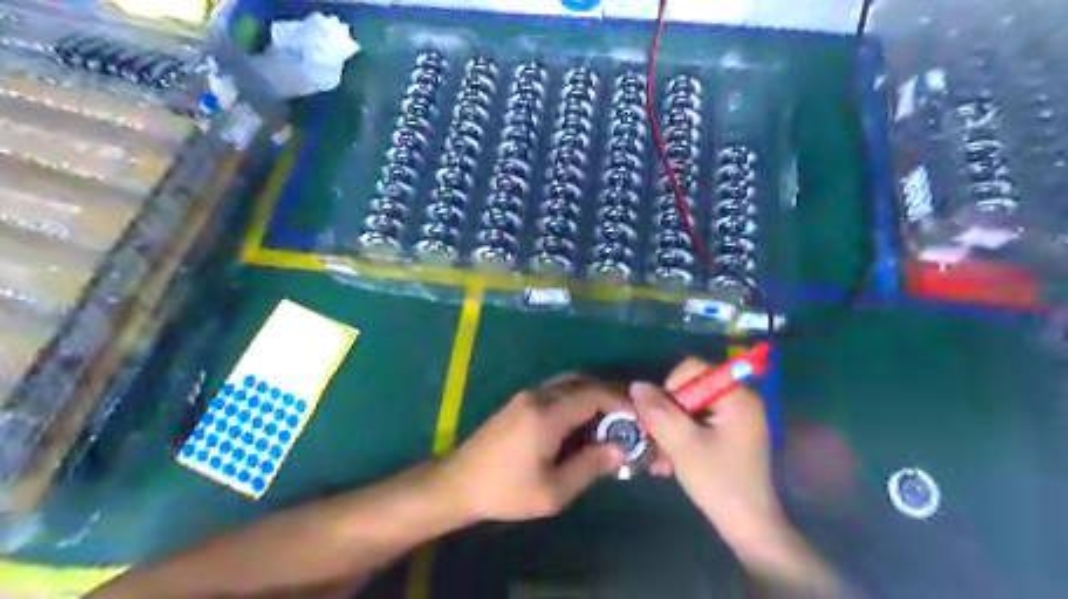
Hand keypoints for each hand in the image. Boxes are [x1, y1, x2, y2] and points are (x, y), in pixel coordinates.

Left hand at [433, 376, 626, 520]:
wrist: (459, 483)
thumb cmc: (506, 491)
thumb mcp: (553, 490)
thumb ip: (590, 466)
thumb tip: (620, 449)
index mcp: (547, 414)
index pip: (594, 394)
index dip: (621, 402)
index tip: (641, 417)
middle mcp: (538, 395)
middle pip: (583, 382)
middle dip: (610, 395)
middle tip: (630, 417)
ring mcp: (527, 396)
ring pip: (569, 384)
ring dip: (593, 396)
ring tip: (611, 421)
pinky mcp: (520, 403)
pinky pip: (556, 391)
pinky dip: (576, 400)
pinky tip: (583, 423)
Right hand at [628, 358, 781, 549]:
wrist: (748, 528)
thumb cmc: (719, 482)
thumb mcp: (682, 445)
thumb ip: (658, 412)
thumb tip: (636, 385)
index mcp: (736, 395)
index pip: (692, 369)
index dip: (669, 388)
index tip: (662, 419)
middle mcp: (738, 400)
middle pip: (688, 389)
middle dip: (666, 415)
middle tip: (654, 442)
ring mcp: (734, 418)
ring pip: (688, 409)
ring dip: (669, 431)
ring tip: (659, 460)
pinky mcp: (729, 435)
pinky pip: (696, 424)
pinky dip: (681, 439)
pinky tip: (669, 463)